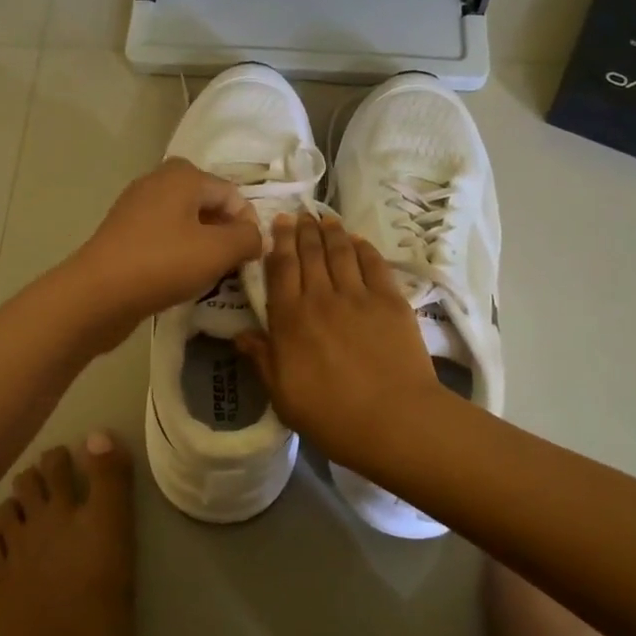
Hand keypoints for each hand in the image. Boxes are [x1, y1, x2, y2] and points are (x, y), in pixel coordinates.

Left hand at [63, 158, 263, 348]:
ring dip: (202, 244)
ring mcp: (136, 205)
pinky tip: (179, 277)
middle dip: (224, 232)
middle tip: (231, 264)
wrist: (97, 294)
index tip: (250, 258)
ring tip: (208, 274)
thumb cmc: (162, 264)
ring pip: (184, 220)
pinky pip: (163, 235)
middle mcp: (158, 180)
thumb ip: (247, 238)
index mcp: (184, 175)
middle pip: (207, 203)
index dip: (248, 225)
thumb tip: (256, 237)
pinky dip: (178, 252)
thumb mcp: (218, 251)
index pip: (232, 194)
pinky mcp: (123, 231)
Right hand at [234, 212, 441, 471]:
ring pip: (340, 252)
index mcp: (290, 319)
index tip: (277, 224)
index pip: (280, 269)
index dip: (278, 243)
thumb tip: (240, 335)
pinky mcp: (390, 300)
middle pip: (309, 253)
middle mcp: (320, 297)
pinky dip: (363, 247)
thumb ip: (262, 360)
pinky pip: (374, 264)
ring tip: (325, 219)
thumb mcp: (283, 396)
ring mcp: (358, 296)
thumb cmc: (332, 417)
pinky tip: (357, 240)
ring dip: (331, 232)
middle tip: (299, 214)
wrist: (394, 420)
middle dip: (302, 230)